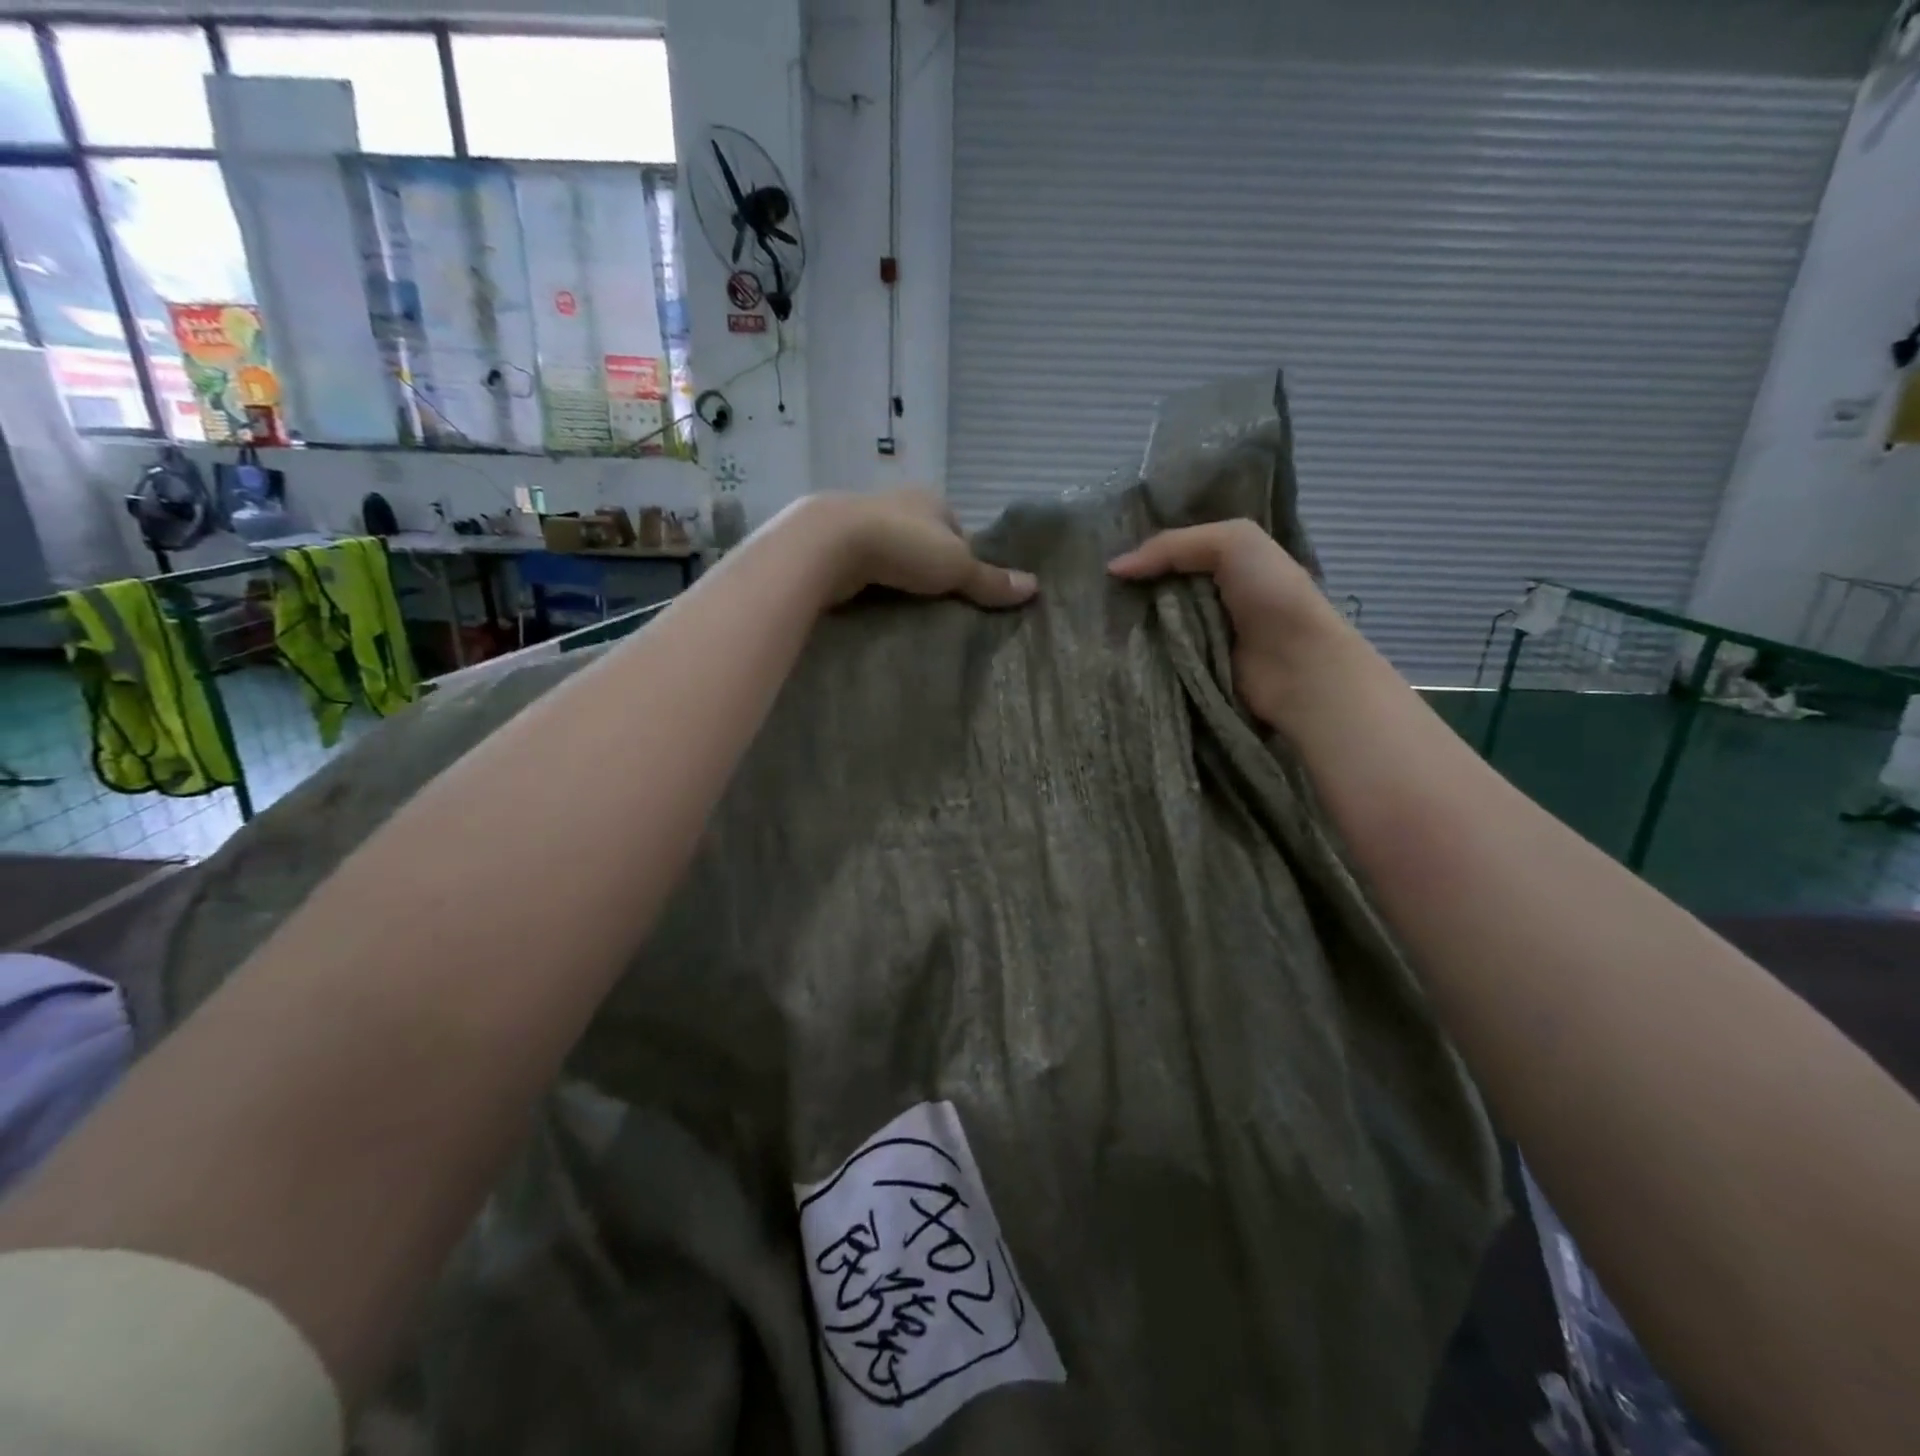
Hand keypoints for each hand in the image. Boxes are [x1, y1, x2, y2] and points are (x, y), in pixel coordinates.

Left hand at [785, 490, 1038, 608]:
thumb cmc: (903, 546)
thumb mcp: (957, 566)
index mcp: (931, 500)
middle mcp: (897, 503)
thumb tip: (1035, 587)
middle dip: (930, 569)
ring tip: (907, 609)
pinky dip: (872, 584)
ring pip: (892, 554)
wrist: (829, 544)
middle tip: (938, 604)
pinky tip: (876, 604)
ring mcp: (863, 522)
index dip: (964, 558)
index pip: (957, 530)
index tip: (964, 589)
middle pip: (925, 542)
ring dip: (899, 577)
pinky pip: (865, 567)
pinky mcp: (836, 545)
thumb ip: (991, 580)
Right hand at [1108, 520, 1354, 727]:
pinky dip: (1134, 652)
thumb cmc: (1272, 596)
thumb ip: (1172, 545)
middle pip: (1154, 588)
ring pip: (1149, 623)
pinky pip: (1153, 656)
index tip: (1097, 556)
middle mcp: (1207, 596)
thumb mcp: (1233, 542)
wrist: (1297, 666)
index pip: (1169, 551)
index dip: (1138, 551)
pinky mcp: (1188, 669)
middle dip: (1124, 589)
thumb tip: (1114, 568)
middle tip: (1085, 589)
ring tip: (1086, 618)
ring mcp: (1197, 635)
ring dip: (1125, 622)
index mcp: (1222, 561)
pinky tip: (1107, 645)